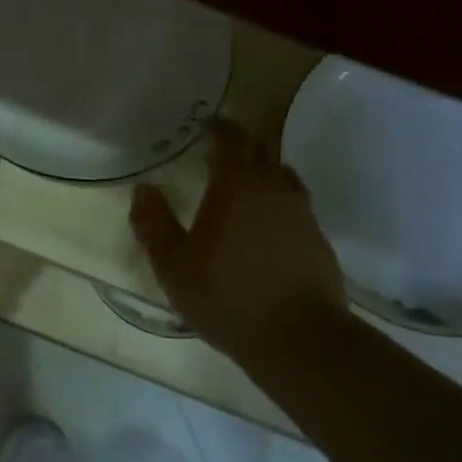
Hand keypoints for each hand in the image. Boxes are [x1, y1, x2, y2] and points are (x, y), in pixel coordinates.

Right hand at [130, 120, 348, 364]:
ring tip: (243, 184)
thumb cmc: (226, 296)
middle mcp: (273, 189)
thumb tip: (143, 189)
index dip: (219, 128)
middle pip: (261, 150)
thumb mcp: (173, 264)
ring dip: (262, 170)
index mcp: (236, 186)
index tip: (206, 125)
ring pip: (282, 175)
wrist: (298, 336)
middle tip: (219, 151)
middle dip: (240, 144)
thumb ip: (153, 223)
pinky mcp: (318, 239)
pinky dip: (278, 201)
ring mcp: (302, 213)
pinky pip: (295, 204)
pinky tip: (266, 224)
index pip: (231, 139)